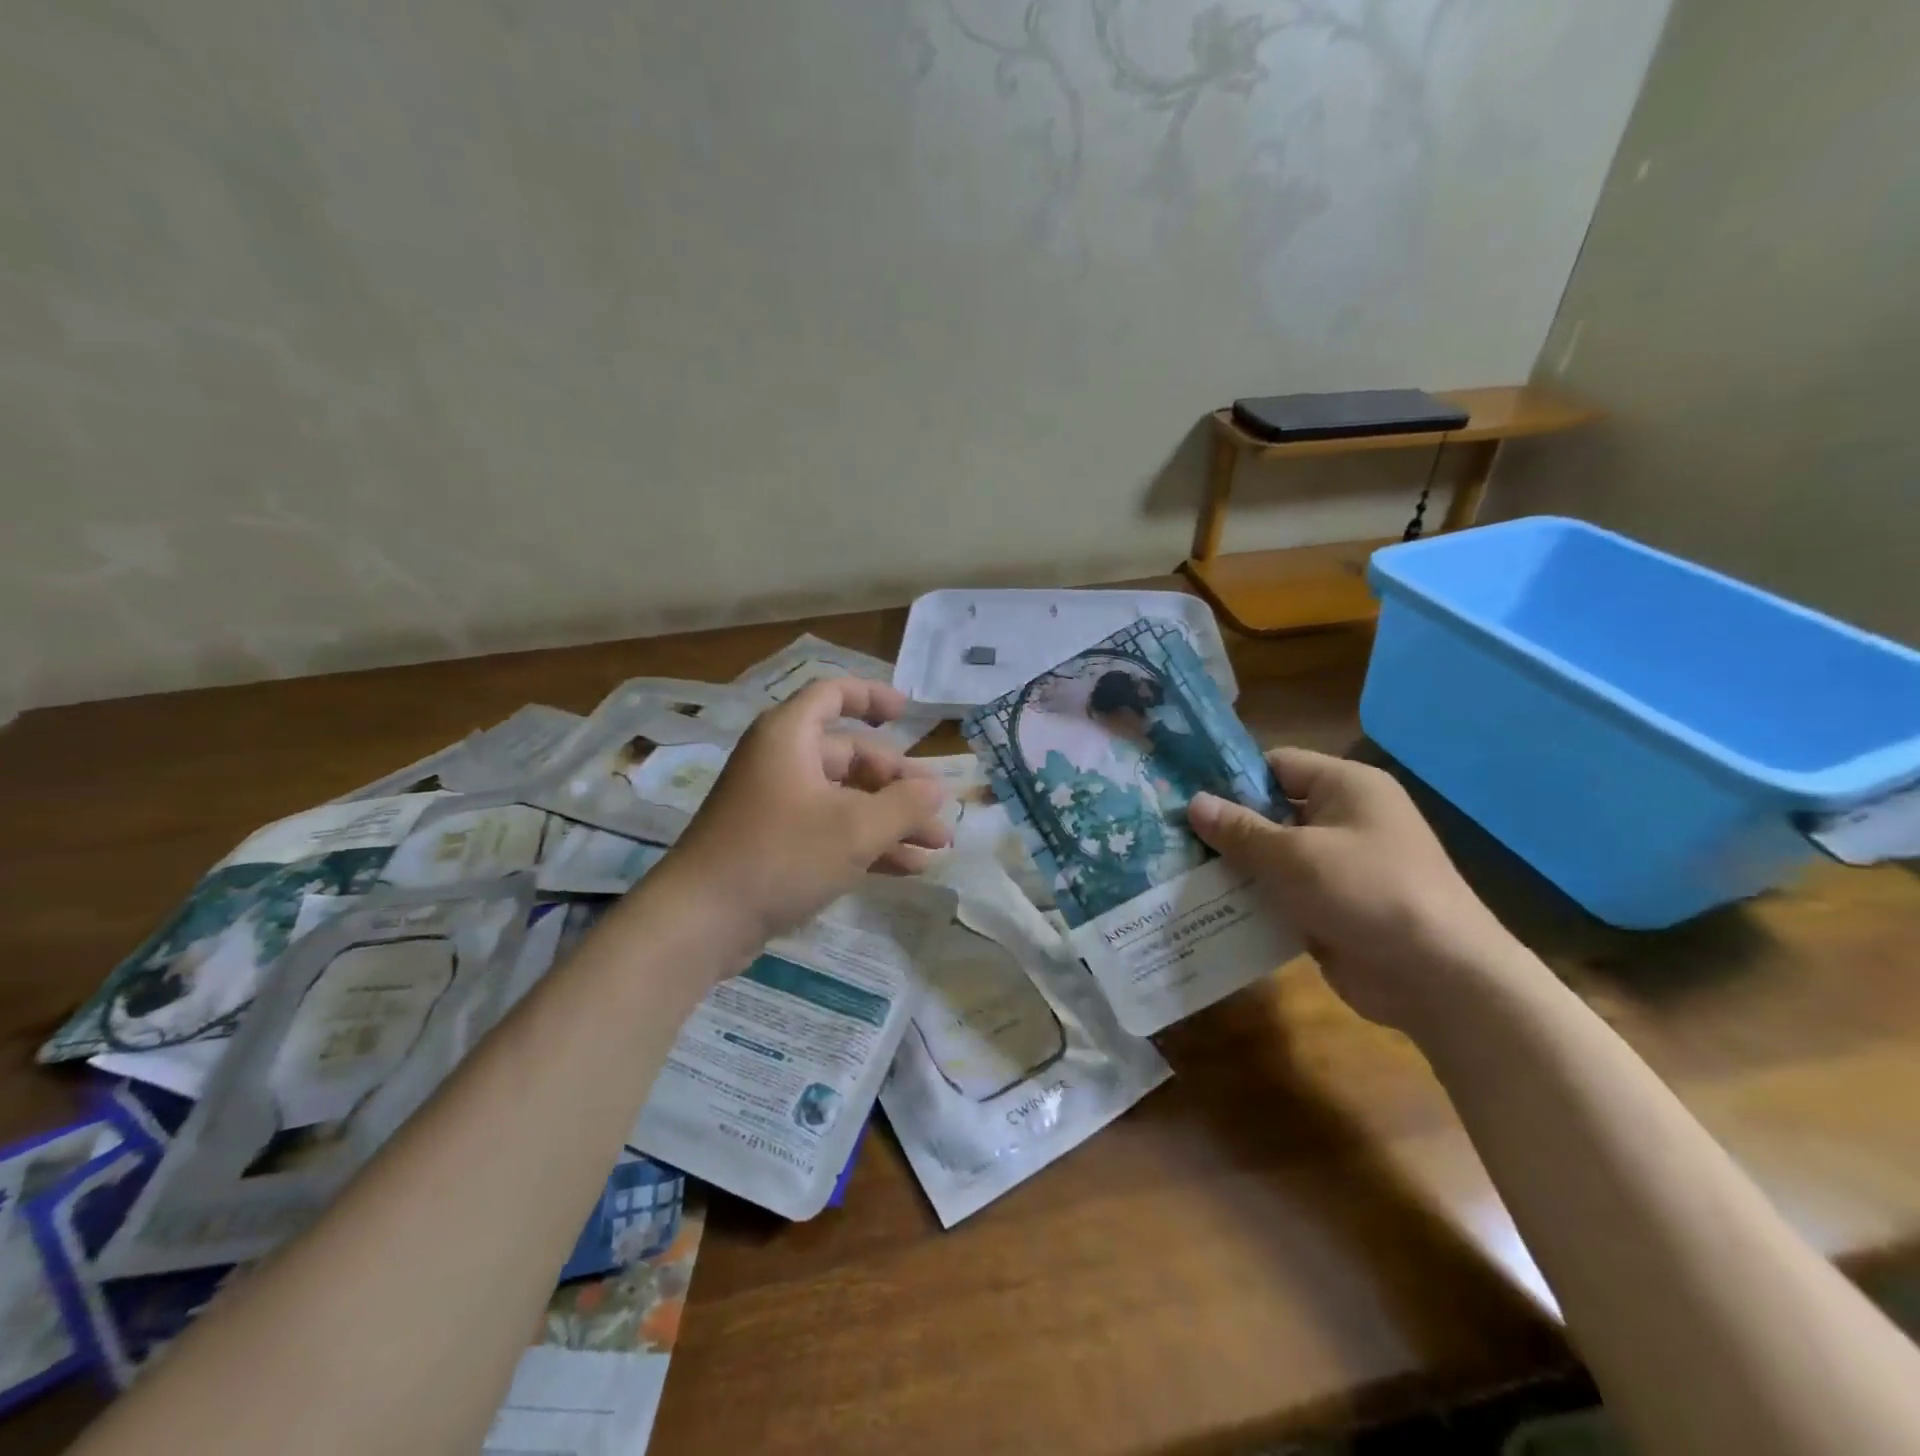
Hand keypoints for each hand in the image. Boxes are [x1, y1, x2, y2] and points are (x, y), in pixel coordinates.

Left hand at [653, 678, 951, 954]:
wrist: (701, 922)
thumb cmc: (780, 856)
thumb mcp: (856, 829)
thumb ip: (904, 804)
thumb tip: (938, 788)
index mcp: (790, 737)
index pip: (833, 695)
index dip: (872, 697)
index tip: (908, 713)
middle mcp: (782, 762)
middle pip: (851, 757)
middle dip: (899, 785)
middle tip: (938, 812)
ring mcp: (776, 805)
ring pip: (846, 799)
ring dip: (891, 820)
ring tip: (936, 846)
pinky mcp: (774, 844)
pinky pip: (830, 830)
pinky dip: (867, 843)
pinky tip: (907, 867)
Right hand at [1187, 748, 1516, 1031]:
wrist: (1439, 979)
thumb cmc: (1366, 892)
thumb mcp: (1294, 856)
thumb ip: (1240, 830)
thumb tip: (1193, 802)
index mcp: (1346, 787)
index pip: (1276, 765)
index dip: (1231, 778)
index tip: (1183, 794)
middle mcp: (1345, 819)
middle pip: (1272, 812)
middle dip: (1225, 827)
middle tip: (1170, 836)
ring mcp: (1340, 866)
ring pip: (1273, 857)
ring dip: (1234, 867)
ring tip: (1177, 871)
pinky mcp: (1333, 907)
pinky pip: (1283, 893)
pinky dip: (1252, 899)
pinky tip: (1207, 907)